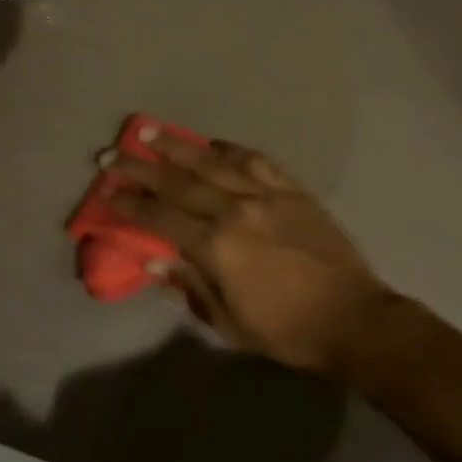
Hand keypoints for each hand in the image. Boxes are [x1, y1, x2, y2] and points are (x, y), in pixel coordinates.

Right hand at [103, 132, 392, 379]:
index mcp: (218, 247)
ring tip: (149, 130)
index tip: (107, 190)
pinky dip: (229, 149)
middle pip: (179, 181)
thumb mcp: (230, 322)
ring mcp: (266, 194)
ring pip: (213, 160)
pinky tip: (212, 143)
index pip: (162, 217)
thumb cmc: (287, 330)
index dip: (130, 203)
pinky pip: (254, 159)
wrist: (354, 318)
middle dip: (140, 167)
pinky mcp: (291, 188)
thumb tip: (152, 257)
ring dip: (178, 145)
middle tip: (111, 153)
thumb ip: (189, 284)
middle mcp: (236, 210)